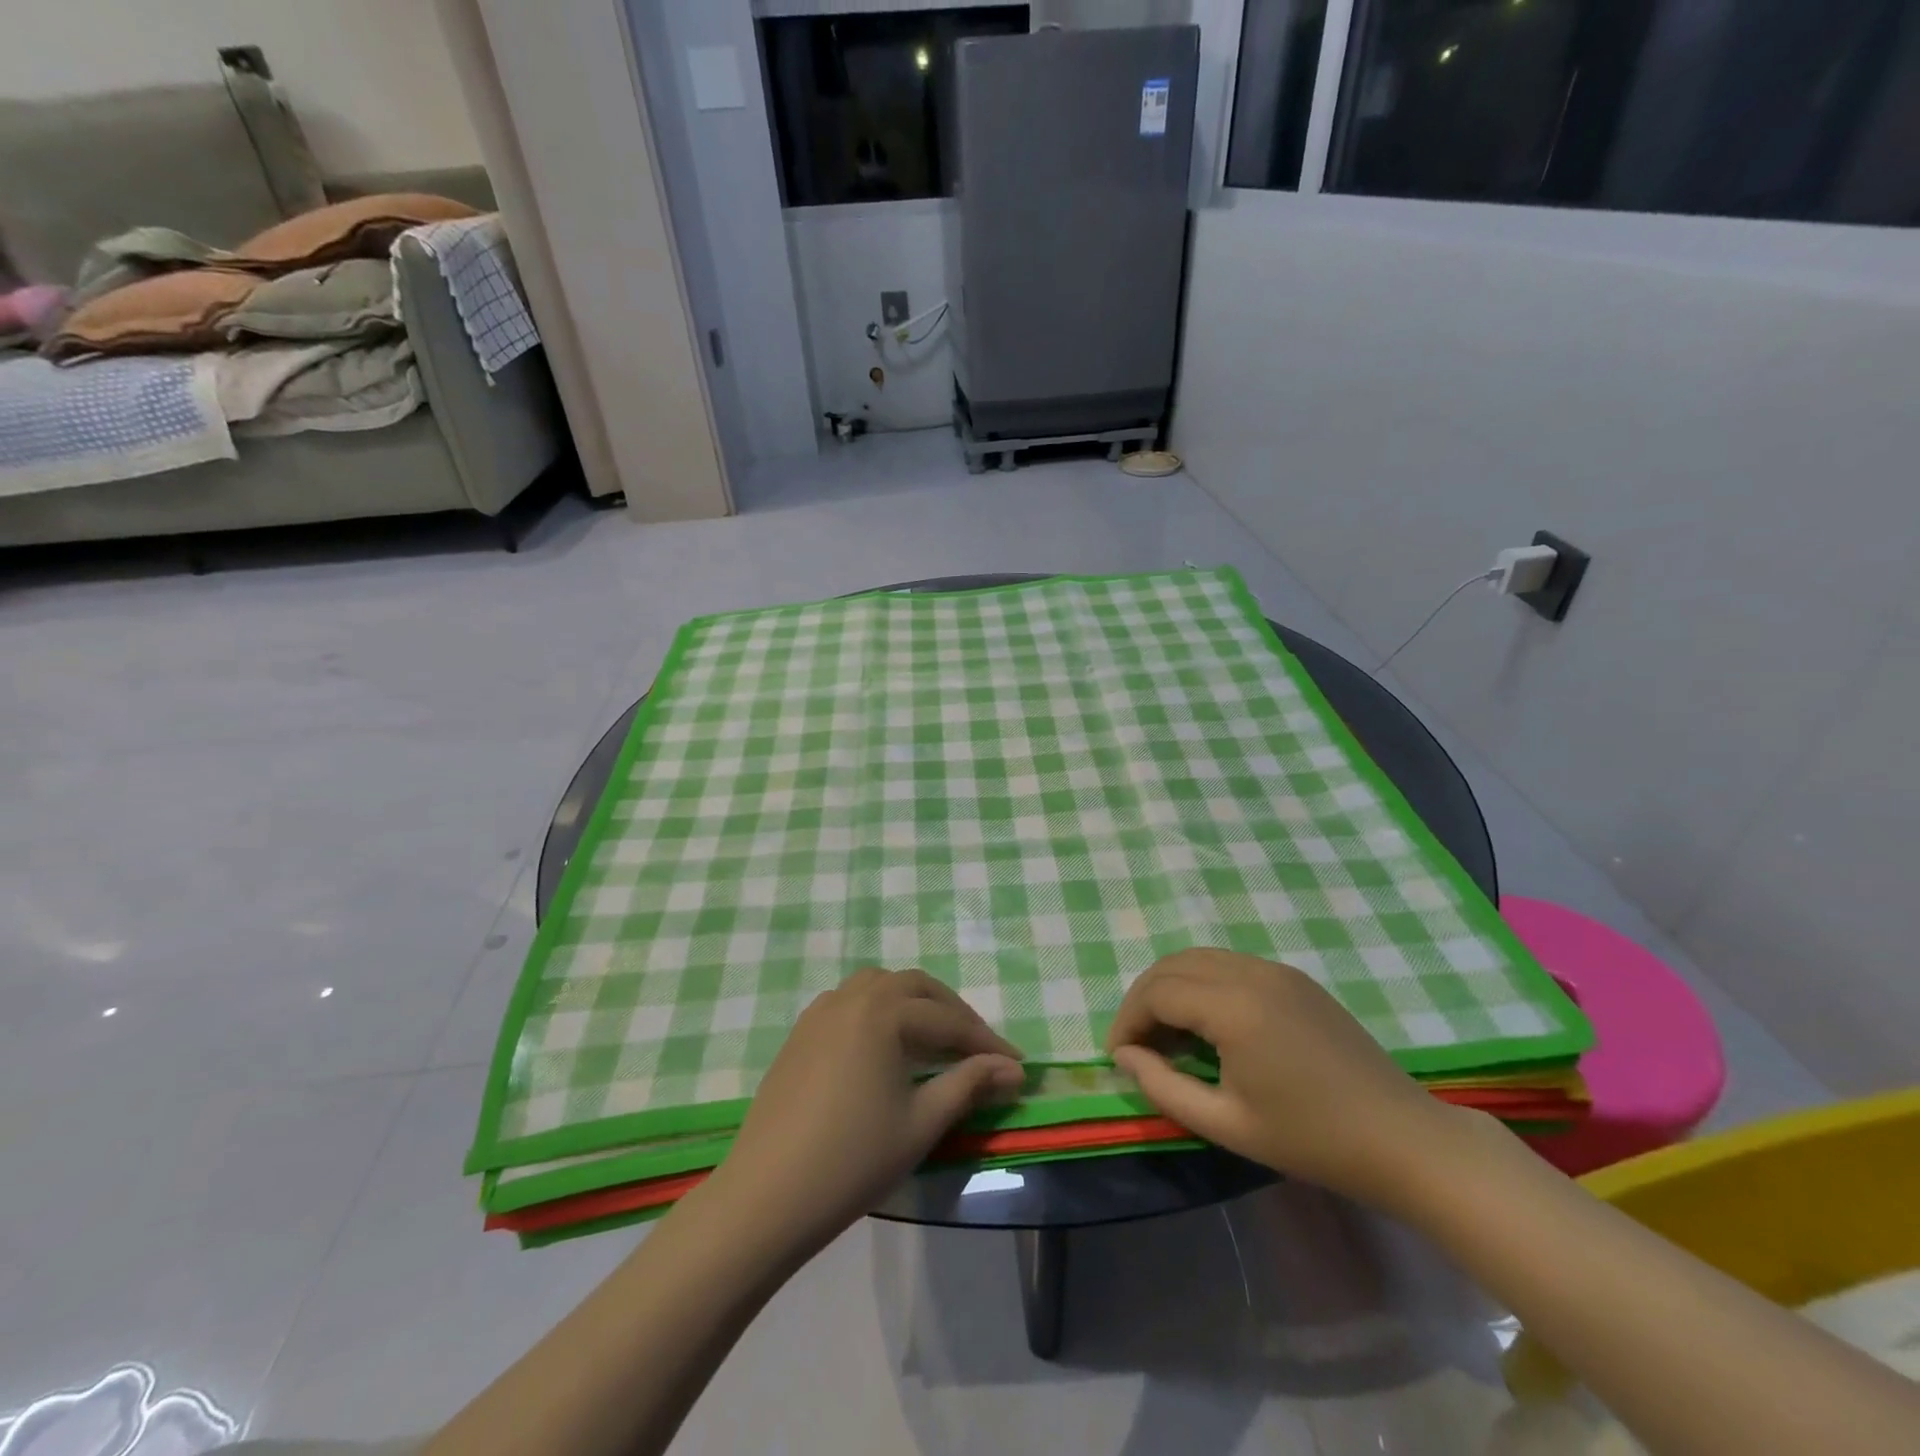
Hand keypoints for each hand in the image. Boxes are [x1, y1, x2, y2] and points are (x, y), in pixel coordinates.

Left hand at [713, 968, 1024, 1255]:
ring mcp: (820, 1012)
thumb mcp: (921, 1123)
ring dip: (913, 1003)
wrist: (766, 1196)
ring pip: (879, 986)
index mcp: (883, 1012)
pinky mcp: (800, 1033)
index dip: (986, 1044)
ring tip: (934, 1038)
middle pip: (915, 987)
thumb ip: (969, 1085)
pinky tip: (884, 1045)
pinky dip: (879, 1010)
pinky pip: (849, 1001)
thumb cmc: (852, 1160)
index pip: (948, 1020)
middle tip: (978, 1048)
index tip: (1017, 1065)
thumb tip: (1013, 1070)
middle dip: (952, 1012)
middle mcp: (852, 997)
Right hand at [1106, 949, 1457, 1211]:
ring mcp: (1276, 969)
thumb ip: (1164, 1086)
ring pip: (1199, 958)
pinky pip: (1229, 963)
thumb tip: (1124, 1056)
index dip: (1128, 1021)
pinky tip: (1206, 1022)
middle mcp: (1250, 972)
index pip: (1157, 993)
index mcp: (1234, 1007)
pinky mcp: (1294, 977)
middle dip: (1143, 998)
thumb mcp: (1227, 1125)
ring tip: (1164, 1032)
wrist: (1403, 1139)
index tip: (1118, 1057)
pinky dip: (1201, 982)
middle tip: (1135, 1043)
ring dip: (1170, 986)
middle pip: (1172, 965)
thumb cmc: (1312, 1140)